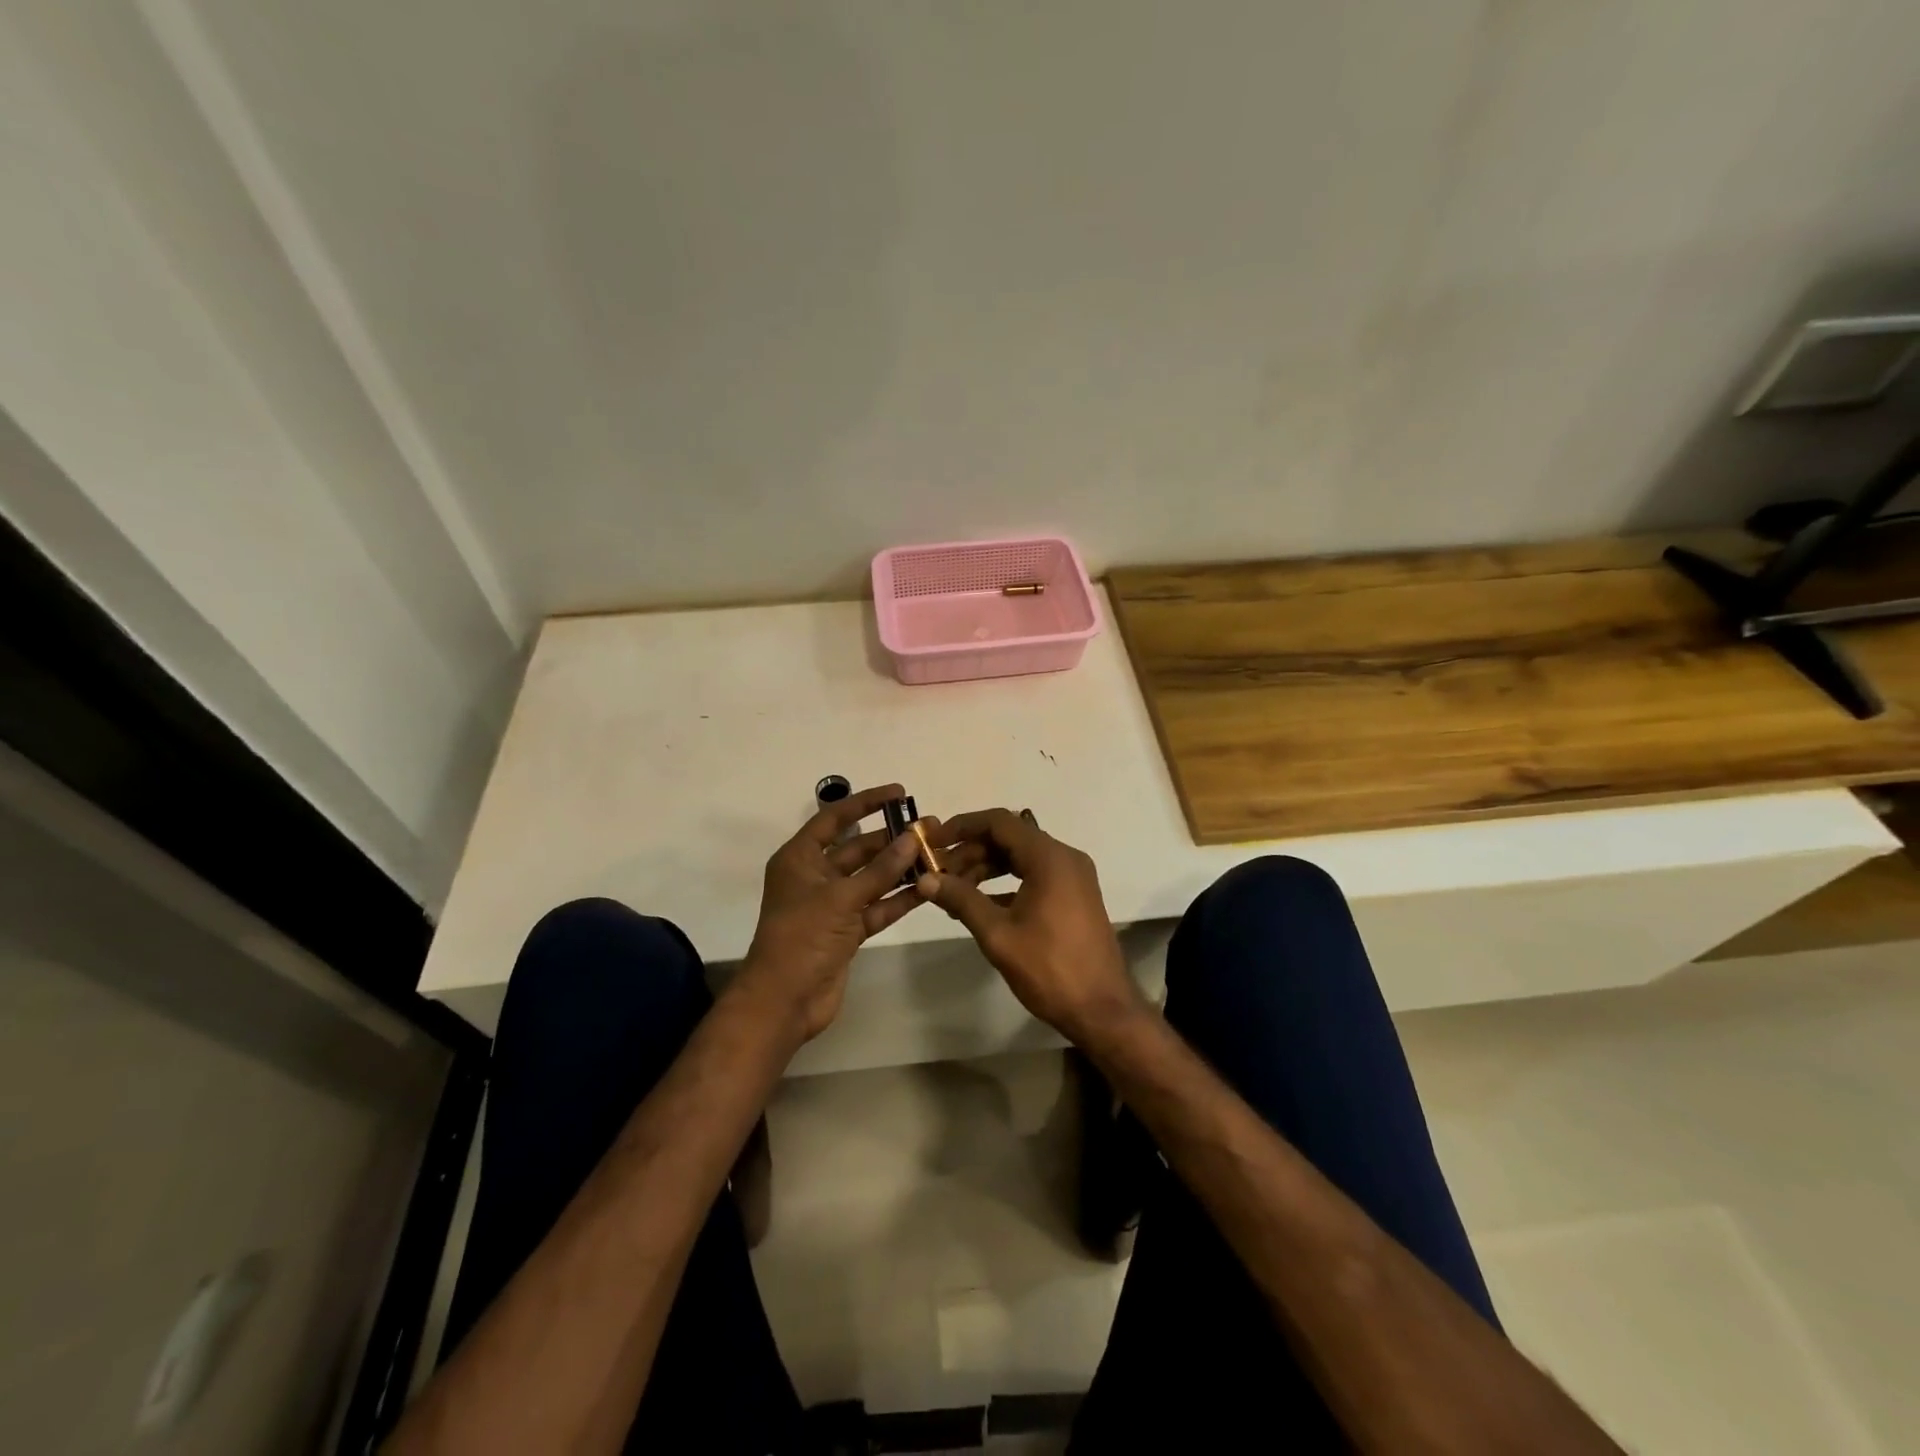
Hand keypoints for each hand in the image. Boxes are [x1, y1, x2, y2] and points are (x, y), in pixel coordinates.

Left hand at [733, 783, 928, 1043]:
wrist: (784, 1001)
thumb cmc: (802, 938)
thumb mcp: (841, 898)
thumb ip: (880, 870)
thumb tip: (913, 838)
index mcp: (800, 858)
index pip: (834, 818)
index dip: (865, 802)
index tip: (899, 793)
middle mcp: (815, 876)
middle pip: (857, 848)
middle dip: (892, 838)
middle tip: (929, 827)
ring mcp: (832, 905)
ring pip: (871, 878)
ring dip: (900, 867)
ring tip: (936, 852)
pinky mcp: (847, 931)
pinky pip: (877, 906)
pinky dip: (899, 898)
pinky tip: (928, 886)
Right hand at [917, 809, 1143, 1041]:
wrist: (1102, 1010)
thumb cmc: (1049, 969)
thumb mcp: (998, 934)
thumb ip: (961, 899)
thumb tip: (925, 879)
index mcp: (1050, 858)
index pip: (999, 822)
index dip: (962, 827)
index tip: (933, 842)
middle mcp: (1065, 857)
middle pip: (1010, 837)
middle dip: (971, 851)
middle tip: (938, 874)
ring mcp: (1073, 876)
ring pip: (1021, 856)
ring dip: (986, 867)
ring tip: (953, 891)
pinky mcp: (1074, 895)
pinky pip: (1035, 874)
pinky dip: (1006, 882)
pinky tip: (981, 904)